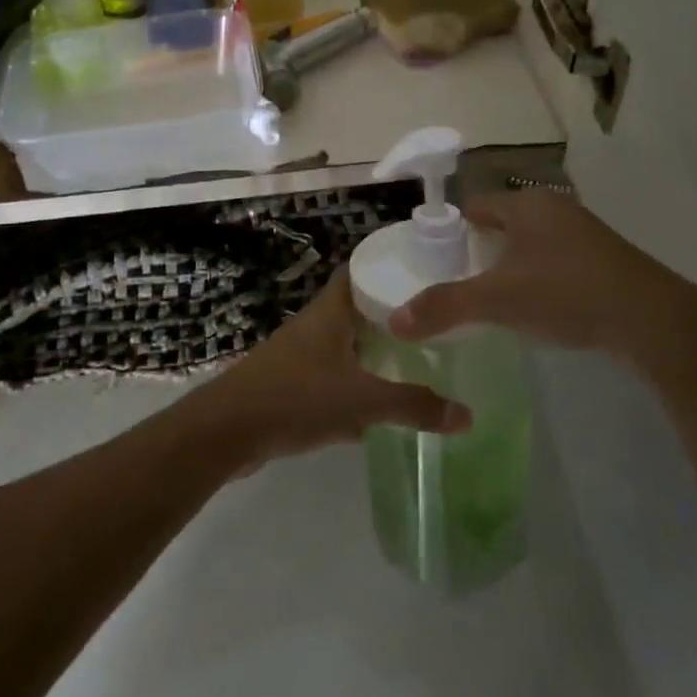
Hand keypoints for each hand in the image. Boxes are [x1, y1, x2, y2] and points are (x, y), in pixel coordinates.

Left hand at [186, 272, 471, 471]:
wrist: (228, 431)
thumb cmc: (296, 398)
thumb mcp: (361, 401)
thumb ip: (413, 406)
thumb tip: (467, 415)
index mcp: (330, 313)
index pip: (359, 270)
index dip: (387, 265)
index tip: (424, 270)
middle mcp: (315, 326)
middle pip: (356, 308)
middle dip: (390, 313)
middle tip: (433, 320)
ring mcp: (301, 356)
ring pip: (346, 344)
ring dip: (374, 350)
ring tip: (416, 357)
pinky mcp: (292, 385)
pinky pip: (333, 376)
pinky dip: (356, 384)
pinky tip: (380, 405)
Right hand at [389, 189, 696, 363]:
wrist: (653, 320)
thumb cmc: (567, 294)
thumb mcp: (498, 301)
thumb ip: (445, 307)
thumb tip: (395, 322)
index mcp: (526, 206)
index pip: (475, 207)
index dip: (453, 231)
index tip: (438, 261)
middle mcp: (555, 209)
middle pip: (503, 224)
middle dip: (481, 250)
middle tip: (462, 283)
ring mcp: (585, 232)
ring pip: (532, 242)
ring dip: (513, 264)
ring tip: (496, 298)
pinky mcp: (607, 258)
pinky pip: (558, 259)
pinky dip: (541, 276)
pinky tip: (540, 305)